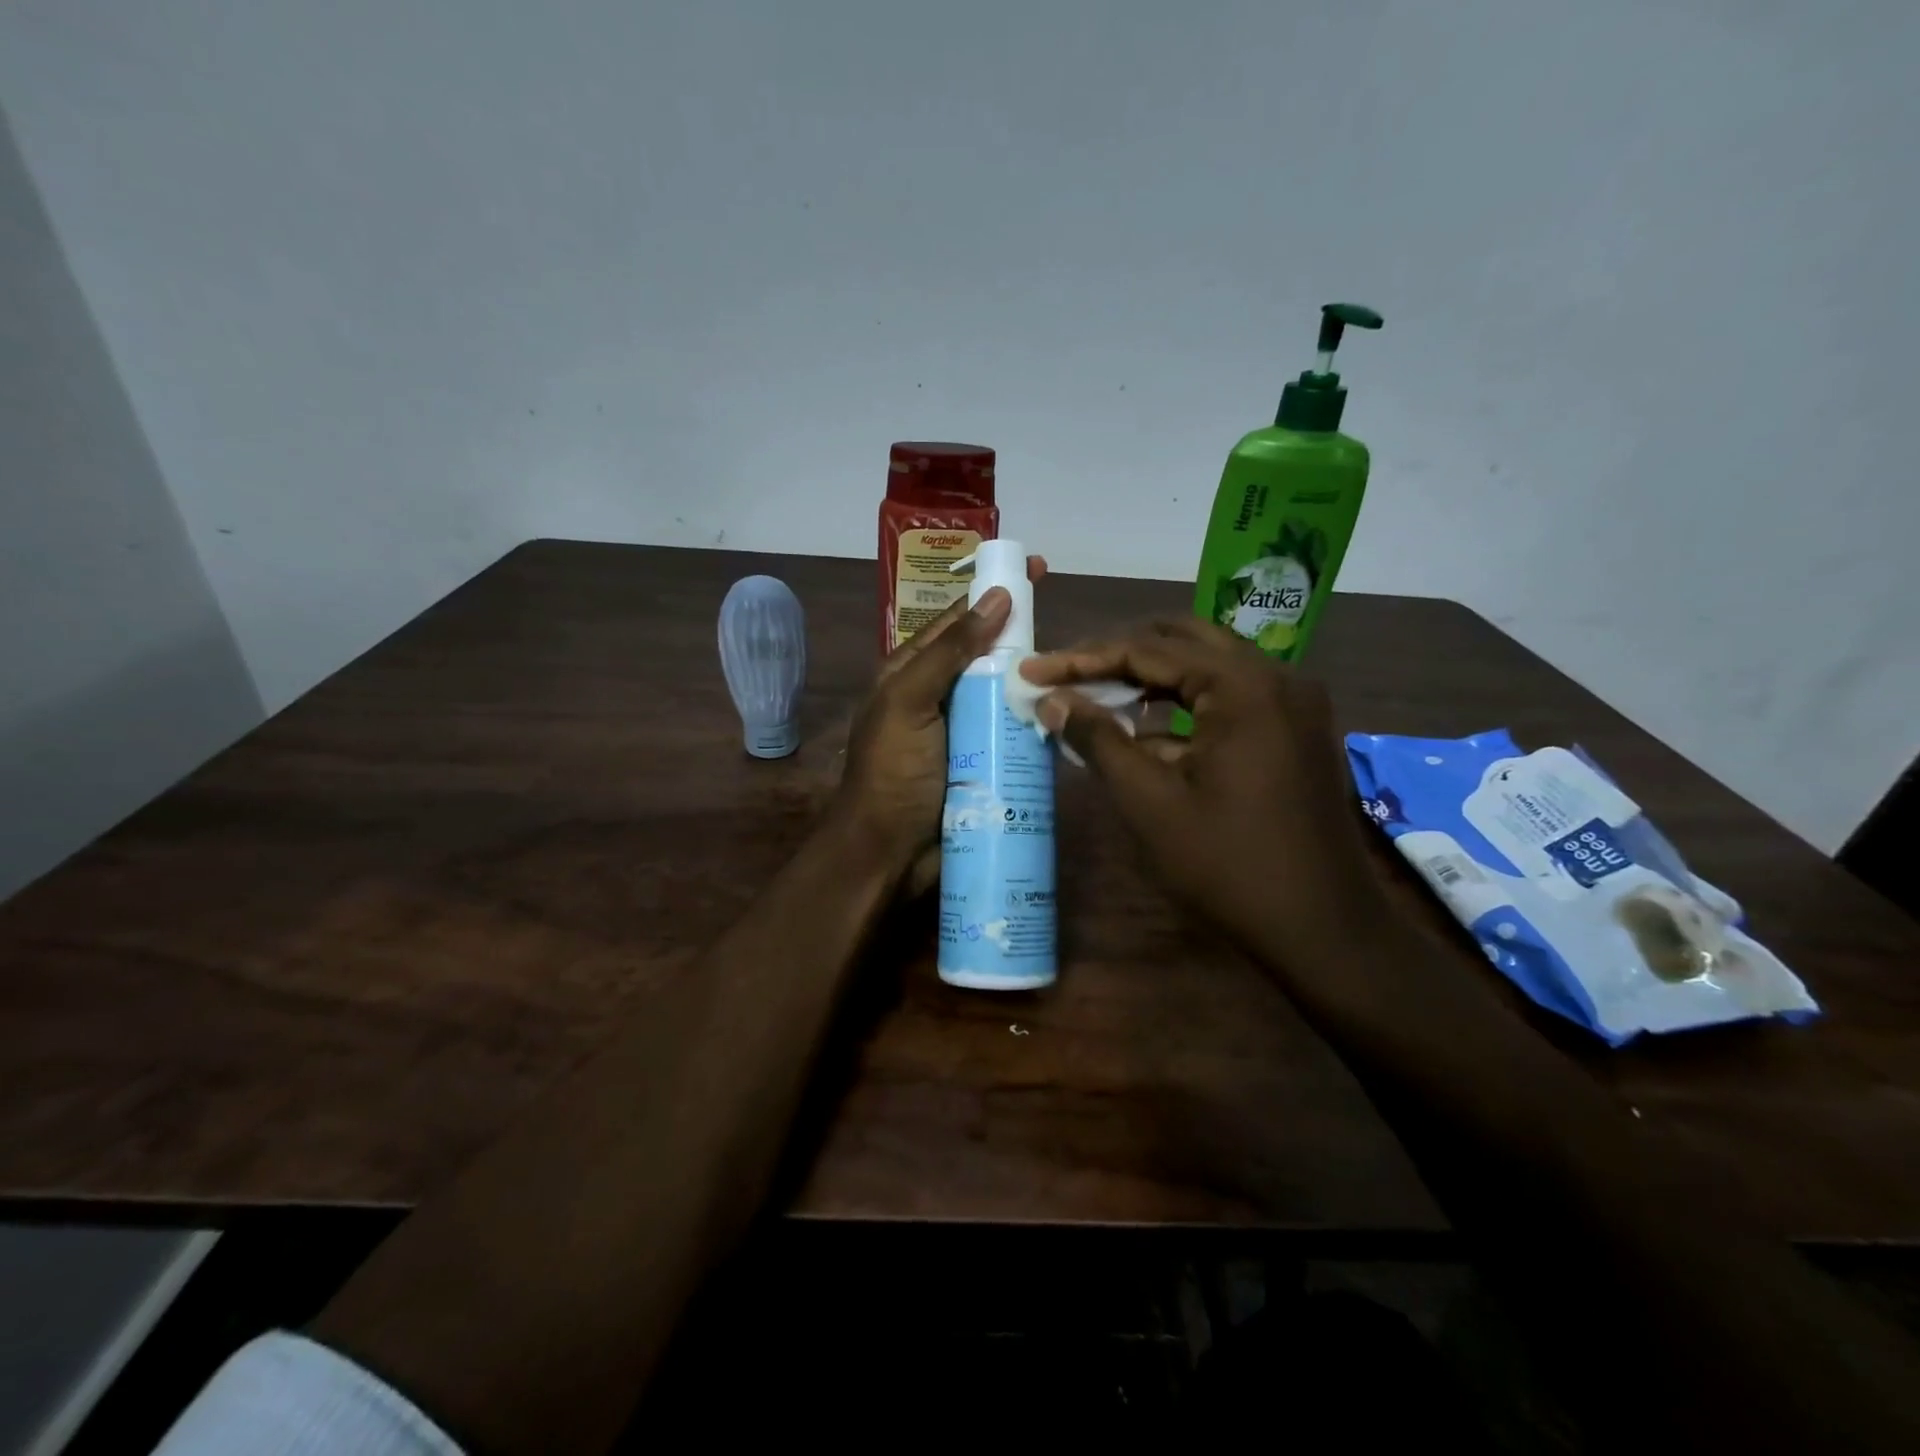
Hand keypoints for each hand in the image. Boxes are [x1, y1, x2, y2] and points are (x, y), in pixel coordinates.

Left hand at [835, 557, 1045, 891]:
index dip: (994, 593)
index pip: (958, 620)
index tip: (1035, 570)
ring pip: (1007, 694)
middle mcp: (941, 696)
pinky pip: (1016, 734)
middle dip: (1024, 638)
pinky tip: (1069, 713)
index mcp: (912, 672)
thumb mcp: (909, 702)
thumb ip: (949, 652)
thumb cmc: (892, 773)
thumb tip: (996, 598)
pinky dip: (1039, 722)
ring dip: (1037, 682)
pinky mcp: (986, 764)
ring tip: (1081, 669)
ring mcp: (965, 732)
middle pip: (988, 656)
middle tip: (1069, 626)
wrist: (888, 854)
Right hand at [1019, 618, 1384, 965]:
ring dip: (1149, 677)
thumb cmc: (1229, 865)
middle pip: (1180, 642)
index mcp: (1243, 685)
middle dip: (1117, 655)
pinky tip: (1142, 730)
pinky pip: (1229, 697)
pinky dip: (1183, 705)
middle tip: (1064, 674)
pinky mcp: (1295, 729)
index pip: (1147, 649)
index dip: (1082, 659)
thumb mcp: (1150, 802)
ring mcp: (1292, 702)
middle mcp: (1275, 676)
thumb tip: (1052, 700)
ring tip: (1093, 695)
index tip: (1033, 670)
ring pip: (1206, 667)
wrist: (1323, 929)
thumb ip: (1099, 740)